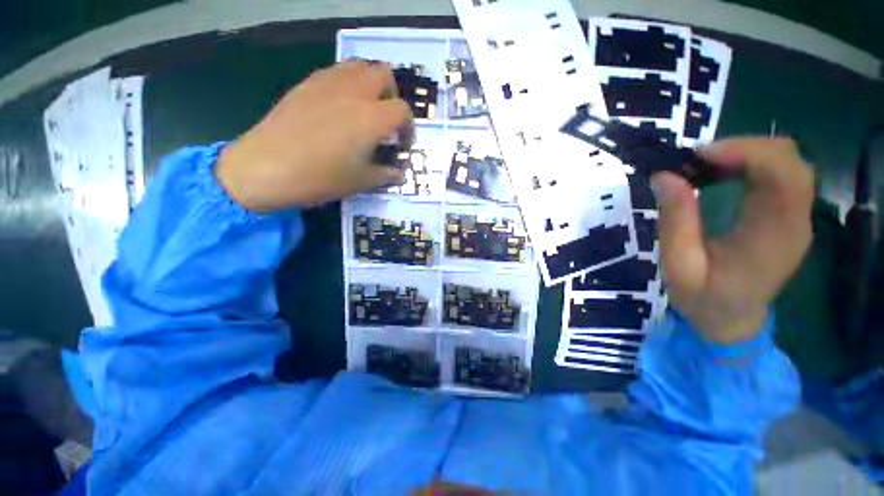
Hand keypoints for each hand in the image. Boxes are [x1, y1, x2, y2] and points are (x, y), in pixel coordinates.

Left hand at [216, 61, 412, 211]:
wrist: (267, 167)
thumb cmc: (322, 177)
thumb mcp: (361, 182)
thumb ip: (386, 175)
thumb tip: (399, 174)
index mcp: (372, 118)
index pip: (403, 110)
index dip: (409, 127)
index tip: (403, 143)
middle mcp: (354, 92)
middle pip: (384, 74)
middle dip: (392, 95)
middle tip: (386, 119)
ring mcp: (328, 83)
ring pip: (359, 67)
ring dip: (370, 84)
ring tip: (364, 109)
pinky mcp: (306, 83)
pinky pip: (335, 72)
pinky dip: (346, 84)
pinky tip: (339, 107)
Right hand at [652, 138, 813, 343]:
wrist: (732, 321)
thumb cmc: (703, 299)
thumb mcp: (678, 266)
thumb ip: (675, 222)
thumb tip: (666, 176)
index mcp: (774, 237)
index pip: (784, 175)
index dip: (746, 151)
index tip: (698, 155)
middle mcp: (795, 222)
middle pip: (791, 160)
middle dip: (743, 147)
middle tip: (695, 159)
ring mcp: (796, 218)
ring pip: (788, 162)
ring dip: (746, 153)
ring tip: (703, 165)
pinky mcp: (788, 216)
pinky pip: (779, 174)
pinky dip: (750, 164)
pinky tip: (721, 173)